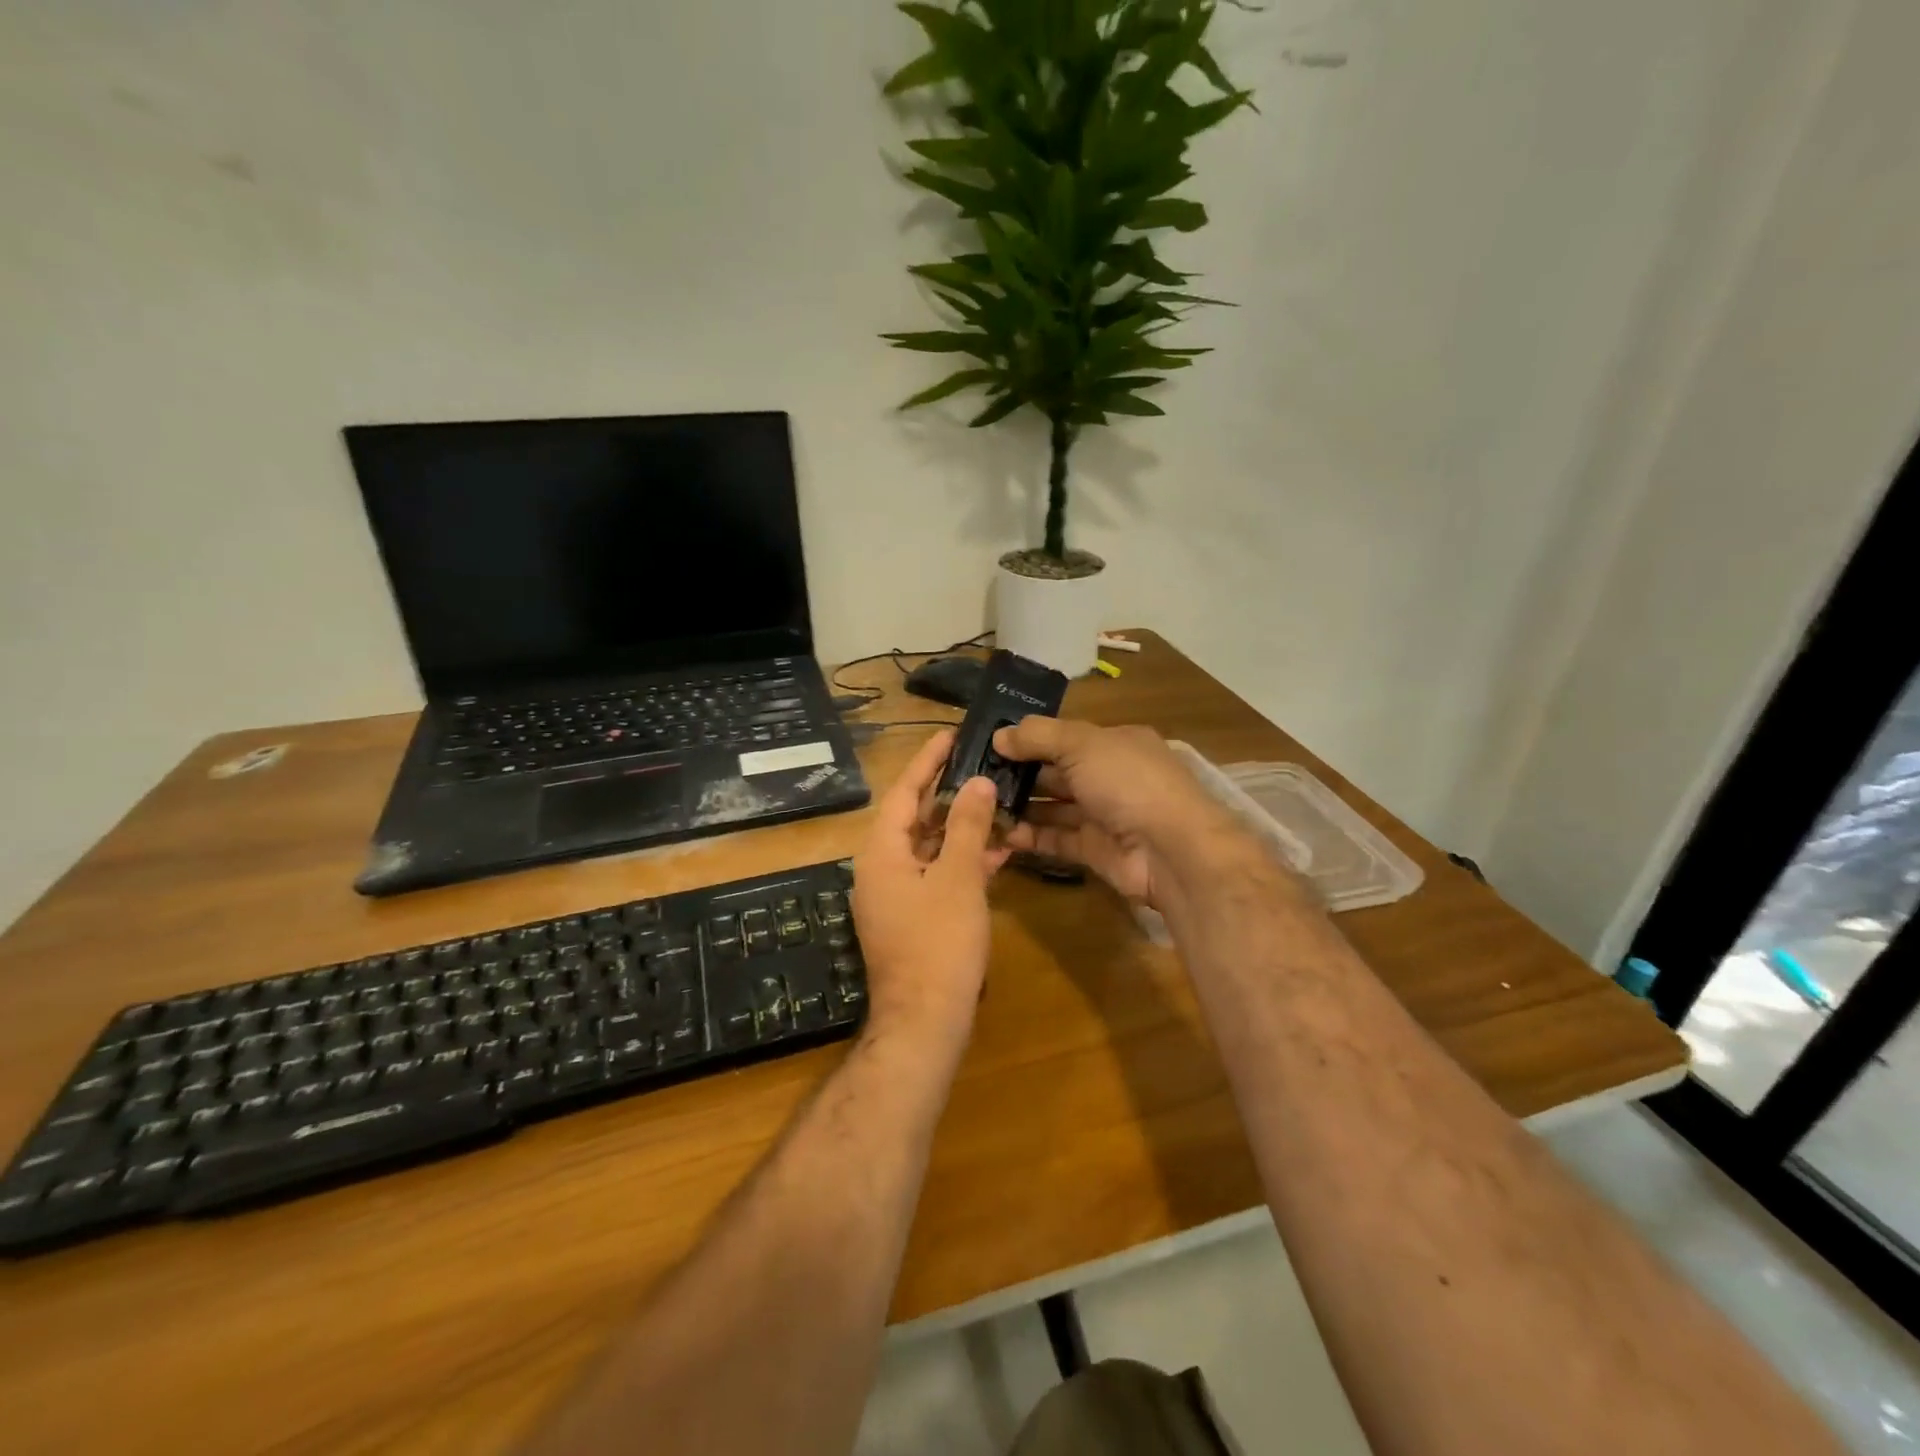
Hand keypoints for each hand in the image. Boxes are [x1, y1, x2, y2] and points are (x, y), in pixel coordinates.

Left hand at [851, 730, 1009, 1046]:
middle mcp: (880, 869)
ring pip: (928, 848)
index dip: (927, 761)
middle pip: (914, 818)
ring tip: (997, 804)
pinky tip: (997, 855)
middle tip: (981, 766)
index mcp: (880, 852)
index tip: (951, 735)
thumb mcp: (958, 878)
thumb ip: (968, 827)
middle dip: (949, 794)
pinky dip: (961, 863)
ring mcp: (894, 896)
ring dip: (961, 830)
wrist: (924, 1022)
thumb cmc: (939, 943)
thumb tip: (978, 783)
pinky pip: (935, 876)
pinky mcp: (911, 918)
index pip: (903, 792)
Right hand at [992, 718, 1247, 908]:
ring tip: (978, 804)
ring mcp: (1102, 815)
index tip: (988, 742)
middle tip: (973, 776)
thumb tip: (999, 735)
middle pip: (1055, 771)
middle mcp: (1108, 776)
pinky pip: (1055, 839)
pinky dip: (1029, 836)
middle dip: (1018, 773)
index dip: (1028, 737)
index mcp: (1113, 743)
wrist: (1171, 850)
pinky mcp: (1093, 850)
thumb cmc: (1128, 782)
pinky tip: (998, 832)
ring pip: (1052, 807)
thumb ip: (1038, 736)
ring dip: (1019, 806)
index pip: (1064, 736)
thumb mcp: (1081, 744)